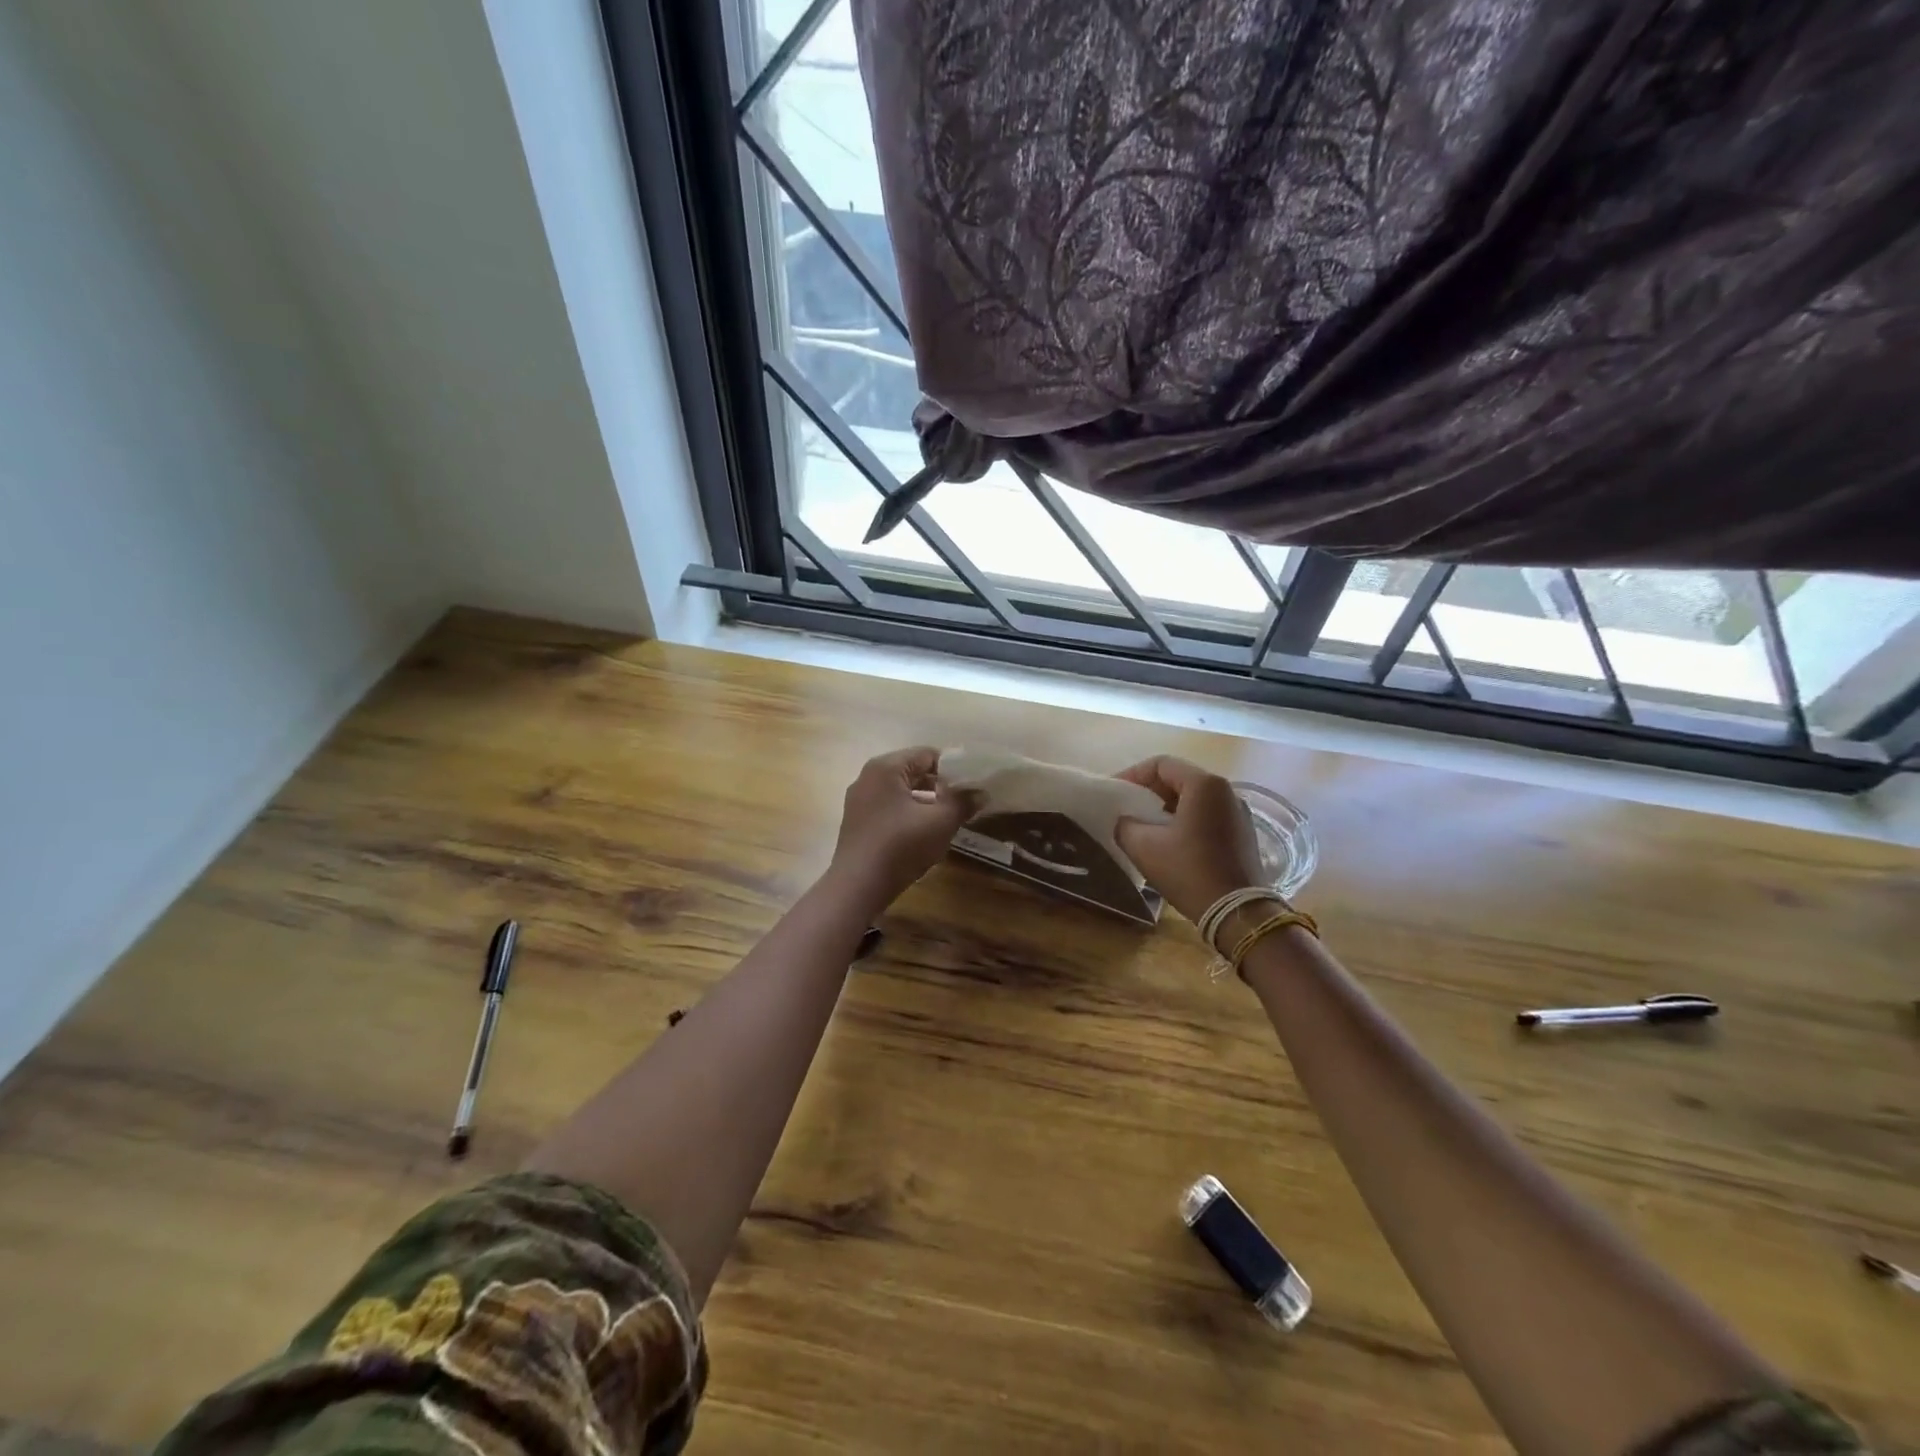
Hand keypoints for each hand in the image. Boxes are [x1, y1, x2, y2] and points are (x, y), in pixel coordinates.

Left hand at [829, 747, 973, 909]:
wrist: (858, 886)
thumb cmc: (901, 846)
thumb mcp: (940, 822)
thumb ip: (963, 802)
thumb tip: (981, 793)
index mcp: (886, 767)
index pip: (927, 754)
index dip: (954, 769)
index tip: (972, 786)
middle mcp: (868, 776)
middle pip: (913, 771)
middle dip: (940, 786)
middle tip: (964, 802)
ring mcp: (859, 800)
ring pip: (901, 792)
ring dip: (926, 802)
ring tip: (948, 819)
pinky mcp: (857, 822)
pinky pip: (889, 808)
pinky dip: (908, 814)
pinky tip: (923, 834)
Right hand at [1112, 756, 1264, 923]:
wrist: (1237, 912)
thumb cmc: (1189, 872)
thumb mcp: (1144, 847)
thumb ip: (1125, 825)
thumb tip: (1125, 821)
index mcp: (1204, 785)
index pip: (1161, 764)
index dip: (1132, 775)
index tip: (1114, 793)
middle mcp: (1226, 790)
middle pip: (1179, 778)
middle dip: (1149, 790)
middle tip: (1127, 808)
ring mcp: (1238, 812)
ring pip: (1194, 797)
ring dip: (1166, 806)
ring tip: (1145, 825)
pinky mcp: (1243, 832)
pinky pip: (1208, 814)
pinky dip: (1185, 819)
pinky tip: (1171, 841)